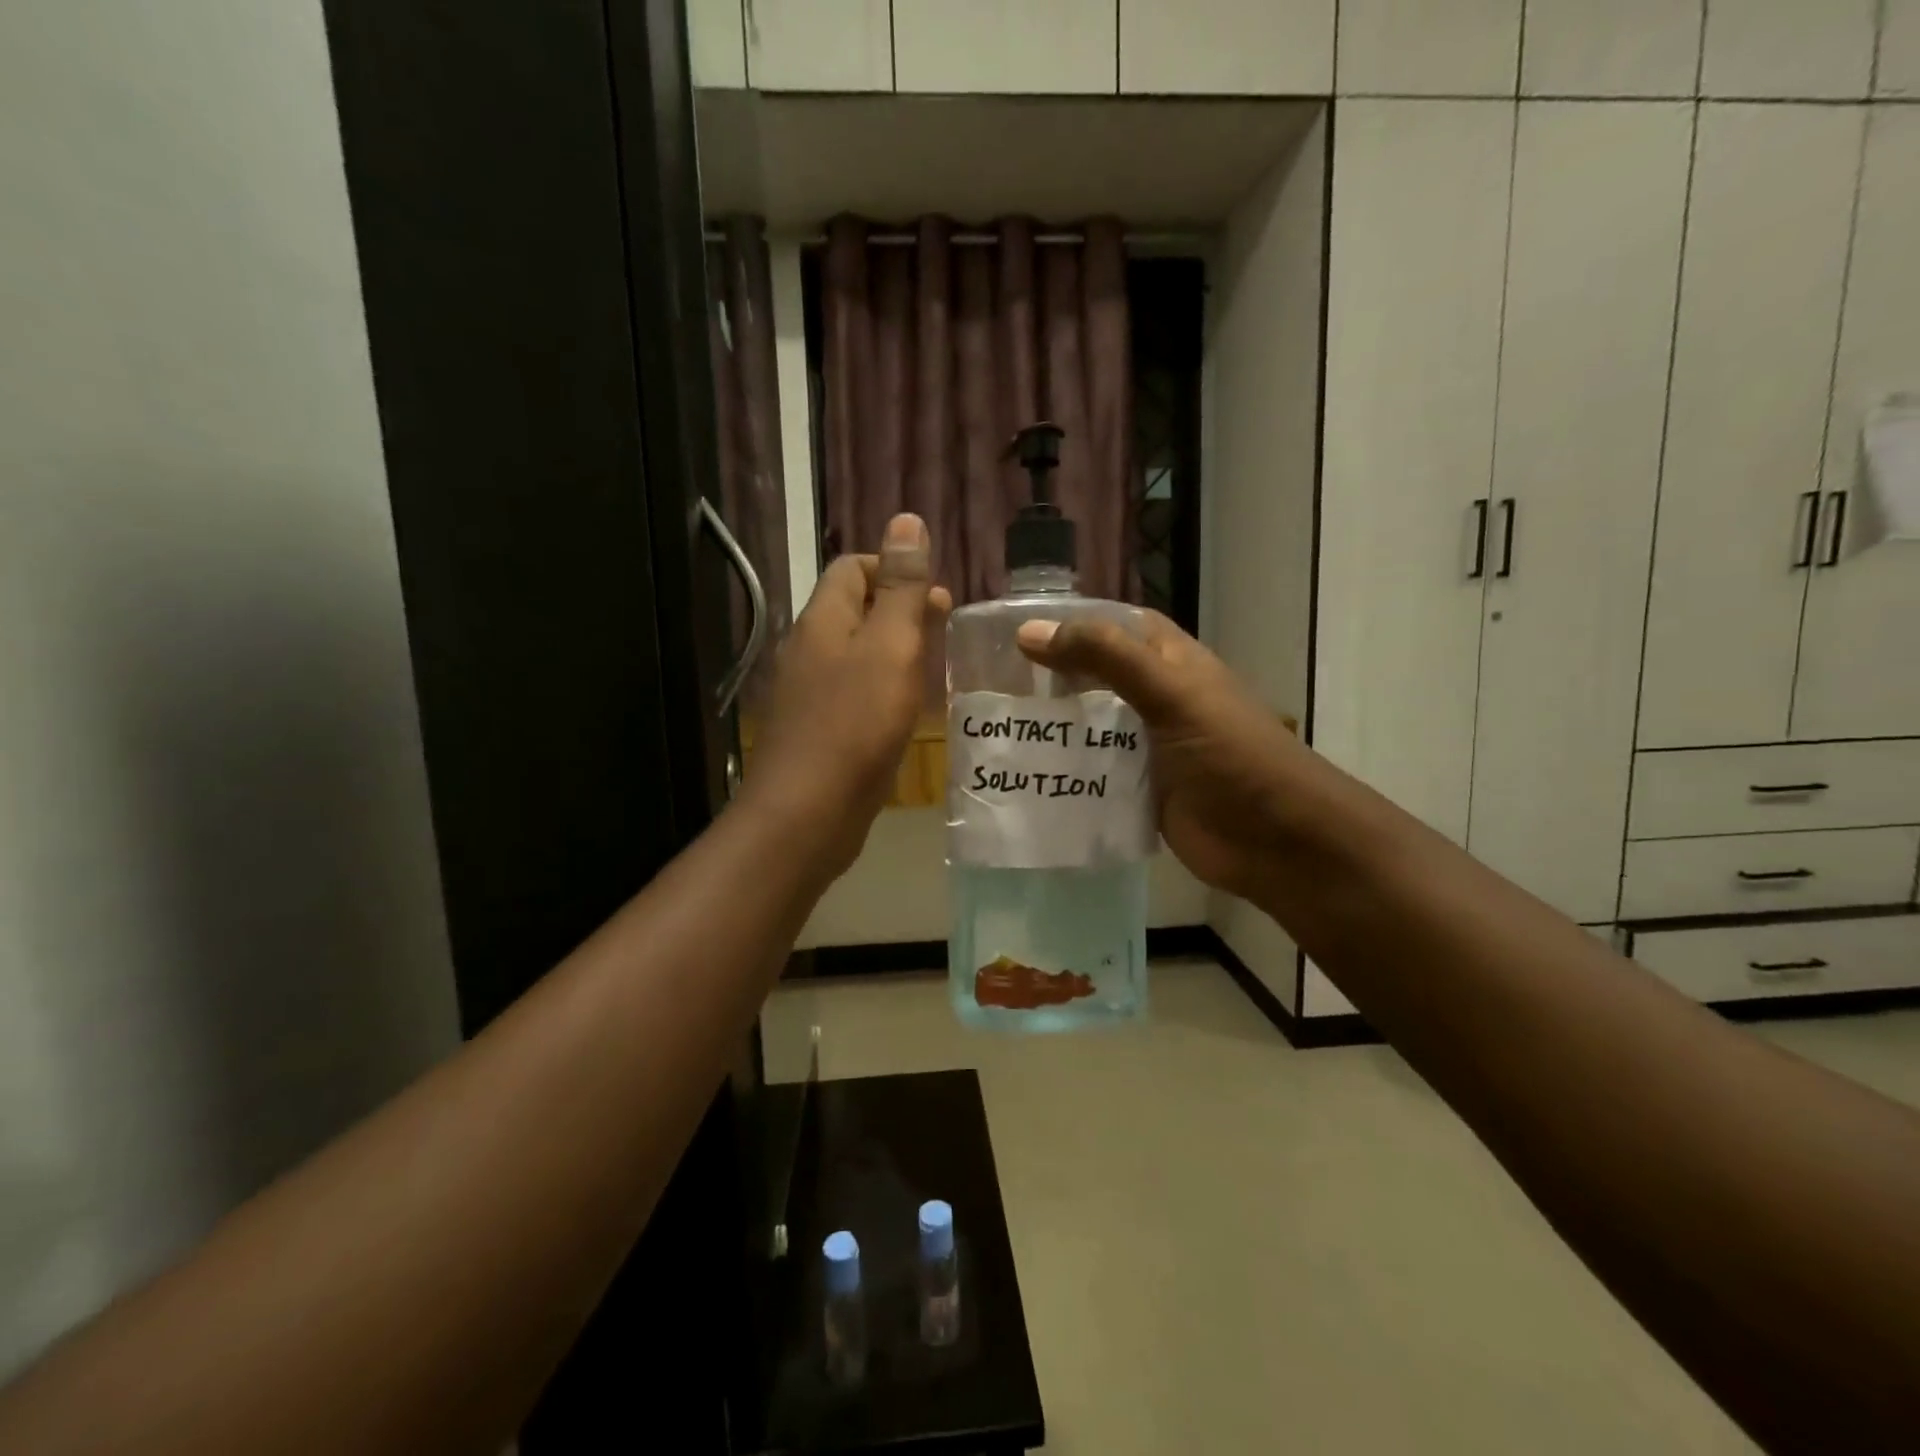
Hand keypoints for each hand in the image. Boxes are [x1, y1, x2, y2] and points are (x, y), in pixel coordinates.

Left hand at [741, 514, 950, 881]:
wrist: (810, 811)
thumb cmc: (857, 723)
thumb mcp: (891, 646)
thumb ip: (902, 587)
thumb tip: (906, 520)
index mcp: (823, 619)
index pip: (852, 567)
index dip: (893, 567)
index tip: (934, 596)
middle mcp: (809, 648)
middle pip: (854, 609)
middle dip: (900, 610)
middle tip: (943, 630)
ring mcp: (810, 692)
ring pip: (856, 653)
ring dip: (894, 650)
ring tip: (933, 668)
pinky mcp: (819, 729)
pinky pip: (854, 692)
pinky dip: (882, 688)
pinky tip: (906, 710)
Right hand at [1015, 611, 1305, 901]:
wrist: (1277, 841)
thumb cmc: (1230, 754)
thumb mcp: (1170, 693)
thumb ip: (1105, 657)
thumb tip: (1030, 632)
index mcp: (1171, 663)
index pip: (1116, 626)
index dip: (1073, 622)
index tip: (1018, 631)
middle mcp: (1158, 699)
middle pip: (1096, 677)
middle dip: (1052, 678)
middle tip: (992, 682)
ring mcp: (1149, 747)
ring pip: (1092, 728)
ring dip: (1054, 728)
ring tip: (996, 727)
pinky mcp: (1142, 791)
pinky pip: (1095, 774)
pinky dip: (1066, 773)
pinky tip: (1025, 775)